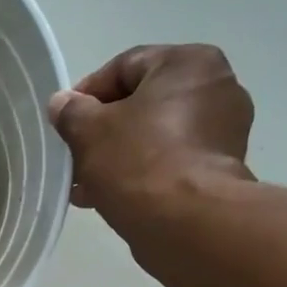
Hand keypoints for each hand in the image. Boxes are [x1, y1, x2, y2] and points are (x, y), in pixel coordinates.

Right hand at [47, 44, 255, 209]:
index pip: (125, 67)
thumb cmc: (138, 162)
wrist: (187, 223)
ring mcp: (223, 133)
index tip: (65, 123)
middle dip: (103, 132)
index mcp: (189, 63)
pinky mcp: (221, 171)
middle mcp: (216, 88)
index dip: (87, 94)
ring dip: (118, 157)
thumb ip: (72, 112)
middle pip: (142, 104)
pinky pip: (171, 163)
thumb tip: (62, 104)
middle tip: (74, 157)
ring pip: (155, 137)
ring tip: (86, 186)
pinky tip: (111, 198)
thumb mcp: (89, 132)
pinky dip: (142, 175)